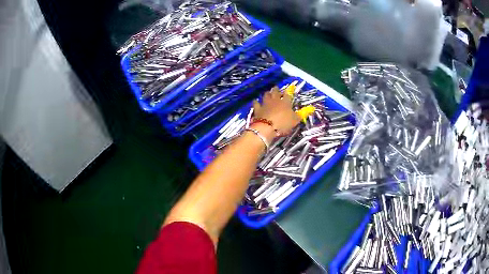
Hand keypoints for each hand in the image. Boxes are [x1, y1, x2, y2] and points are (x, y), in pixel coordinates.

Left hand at [252, 86, 300, 135]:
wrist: (267, 128)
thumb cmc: (283, 124)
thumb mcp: (295, 120)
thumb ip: (300, 114)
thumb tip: (309, 110)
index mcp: (285, 102)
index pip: (288, 95)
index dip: (288, 92)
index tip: (289, 90)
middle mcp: (275, 100)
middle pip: (275, 92)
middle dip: (276, 89)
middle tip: (276, 88)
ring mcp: (265, 103)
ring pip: (266, 95)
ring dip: (267, 93)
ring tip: (268, 93)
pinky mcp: (257, 108)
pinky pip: (256, 103)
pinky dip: (256, 102)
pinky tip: (255, 101)